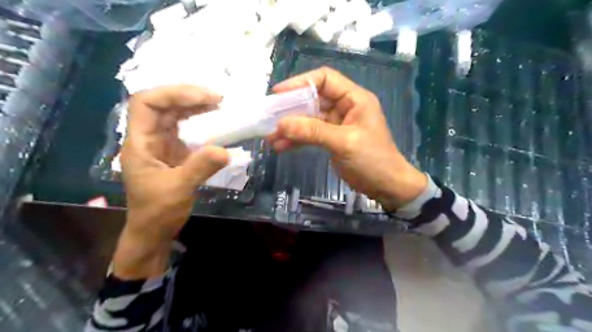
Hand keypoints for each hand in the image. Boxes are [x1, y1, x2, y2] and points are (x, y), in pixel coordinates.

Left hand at [113, 84, 227, 277]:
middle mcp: (149, 138)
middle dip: (188, 96)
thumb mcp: (178, 189)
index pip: (146, 103)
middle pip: (163, 105)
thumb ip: (199, 168)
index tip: (203, 98)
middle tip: (218, 98)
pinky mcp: (175, 152)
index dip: (172, 94)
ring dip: (196, 107)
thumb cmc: (157, 212)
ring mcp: (162, 144)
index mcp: (140, 143)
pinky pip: (187, 130)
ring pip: (175, 115)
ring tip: (219, 105)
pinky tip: (217, 122)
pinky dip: (202, 122)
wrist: (154, 231)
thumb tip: (225, 150)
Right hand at [269, 67, 425, 211]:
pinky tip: (281, 147)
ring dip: (291, 127)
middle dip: (291, 109)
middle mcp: (345, 107)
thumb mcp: (343, 142)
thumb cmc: (373, 160)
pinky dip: (297, 139)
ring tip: (271, 137)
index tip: (278, 93)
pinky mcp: (332, 139)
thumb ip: (313, 131)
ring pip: (309, 119)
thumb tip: (281, 124)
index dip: (301, 82)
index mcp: (354, 99)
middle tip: (269, 119)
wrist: (386, 186)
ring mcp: (337, 124)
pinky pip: (311, 134)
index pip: (325, 79)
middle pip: (313, 99)